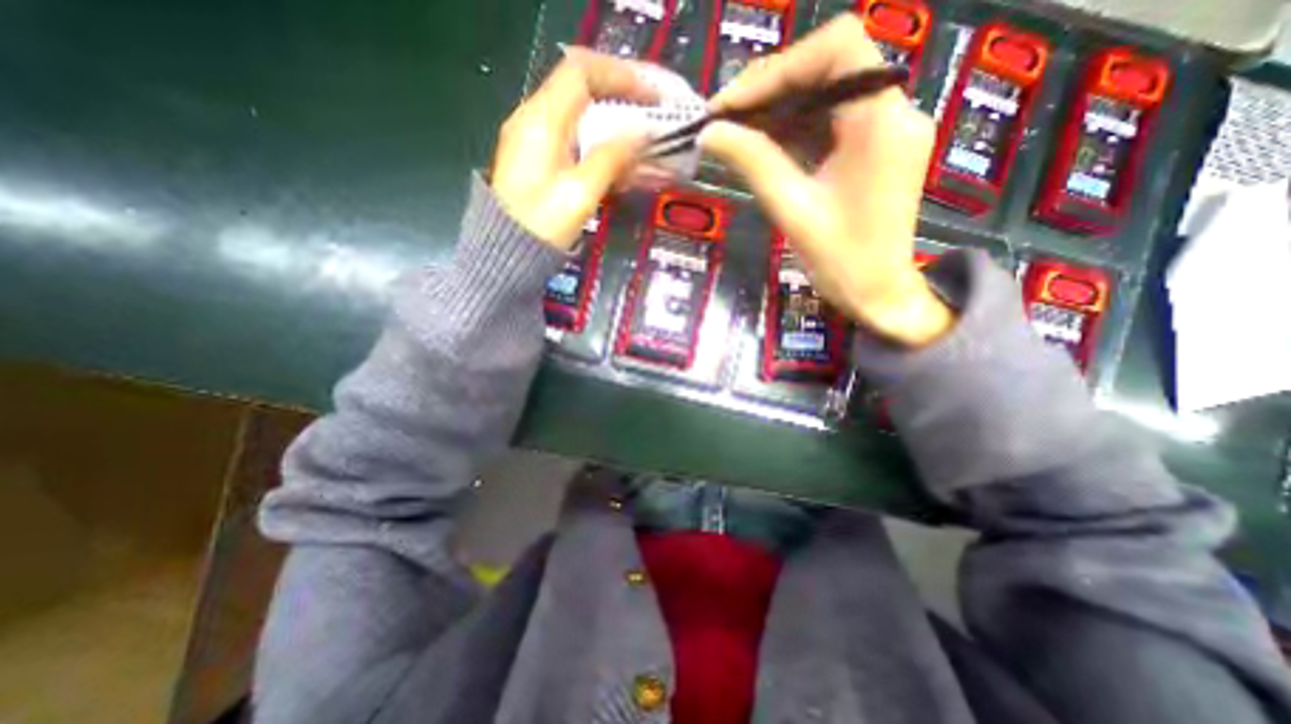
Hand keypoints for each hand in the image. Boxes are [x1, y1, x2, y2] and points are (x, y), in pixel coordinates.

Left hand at [492, 49, 659, 248]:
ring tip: (645, 144)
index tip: (652, 95)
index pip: (582, 72)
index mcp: (541, 121)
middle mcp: (535, 121)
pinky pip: (575, 141)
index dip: (620, 76)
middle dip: (621, 99)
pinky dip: (602, 147)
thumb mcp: (579, 194)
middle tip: (653, 115)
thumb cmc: (540, 227)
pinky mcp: (540, 162)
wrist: (505, 255)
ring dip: (614, 126)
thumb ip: (610, 159)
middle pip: (582, 90)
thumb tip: (640, 133)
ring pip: (581, 118)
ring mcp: (535, 142)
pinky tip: (623, 166)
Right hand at [701, 13, 949, 346]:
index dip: (779, 68)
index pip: (837, 48)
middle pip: (831, 67)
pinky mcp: (877, 149)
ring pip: (829, 94)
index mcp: (880, 122)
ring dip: (781, 109)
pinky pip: (834, 122)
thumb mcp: (791, 208)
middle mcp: (894, 112)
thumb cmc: (840, 260)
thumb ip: (752, 162)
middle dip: (773, 89)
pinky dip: (797, 129)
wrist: (877, 294)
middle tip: (727, 118)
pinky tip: (765, 147)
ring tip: (737, 132)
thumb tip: (710, 132)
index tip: (733, 103)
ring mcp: (888, 130)